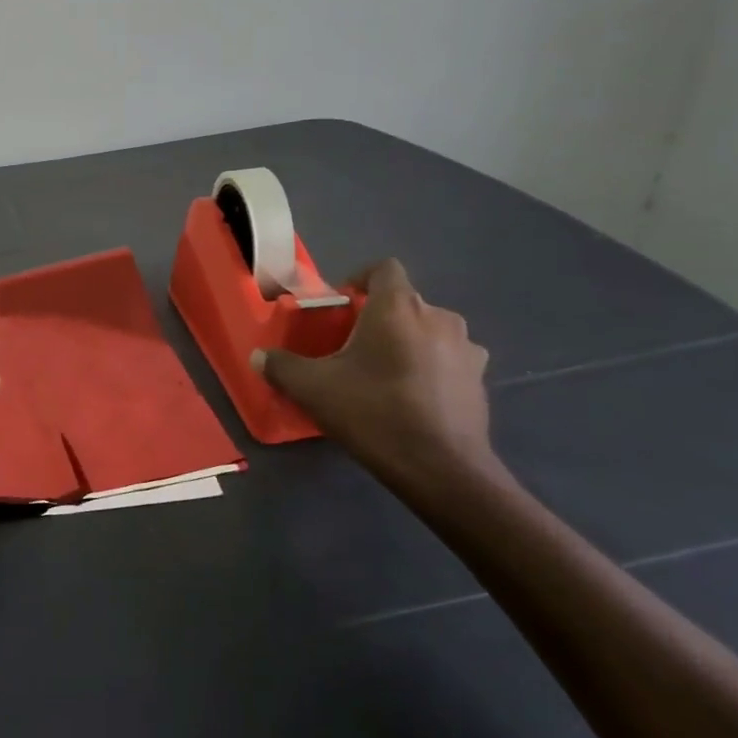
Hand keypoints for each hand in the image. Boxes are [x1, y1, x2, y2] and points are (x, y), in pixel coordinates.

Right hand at [252, 259, 492, 480]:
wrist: (441, 468)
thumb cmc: (373, 413)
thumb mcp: (313, 389)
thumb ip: (281, 366)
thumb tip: (258, 357)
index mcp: (398, 308)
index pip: (384, 268)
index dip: (361, 279)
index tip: (342, 304)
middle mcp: (439, 317)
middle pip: (405, 302)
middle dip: (379, 317)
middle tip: (353, 347)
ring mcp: (466, 348)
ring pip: (429, 330)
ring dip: (407, 341)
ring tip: (384, 372)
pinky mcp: (480, 378)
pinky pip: (448, 358)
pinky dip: (430, 366)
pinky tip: (413, 396)